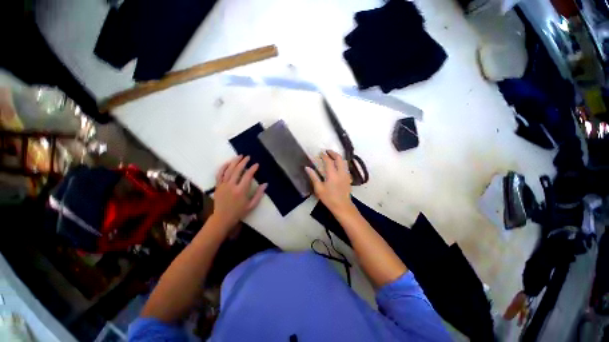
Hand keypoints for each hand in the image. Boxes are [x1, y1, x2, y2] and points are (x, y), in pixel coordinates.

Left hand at [211, 155, 266, 229]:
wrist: (222, 218)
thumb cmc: (239, 212)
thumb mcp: (252, 205)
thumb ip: (259, 194)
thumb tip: (265, 184)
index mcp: (241, 191)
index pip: (247, 176)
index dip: (252, 169)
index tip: (256, 164)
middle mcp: (231, 186)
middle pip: (237, 170)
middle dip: (243, 162)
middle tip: (248, 157)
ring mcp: (223, 185)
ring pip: (228, 170)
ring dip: (234, 162)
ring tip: (239, 156)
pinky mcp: (217, 186)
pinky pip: (219, 174)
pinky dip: (223, 167)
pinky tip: (228, 162)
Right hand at [305, 150, 353, 213]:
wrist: (342, 206)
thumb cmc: (329, 198)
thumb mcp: (319, 189)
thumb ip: (313, 177)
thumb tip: (307, 168)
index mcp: (333, 175)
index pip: (329, 161)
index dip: (324, 156)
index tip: (320, 153)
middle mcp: (341, 172)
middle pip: (339, 158)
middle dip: (333, 153)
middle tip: (327, 151)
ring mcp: (346, 175)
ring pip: (344, 162)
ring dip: (338, 157)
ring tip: (332, 156)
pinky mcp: (349, 178)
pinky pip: (345, 167)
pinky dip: (341, 163)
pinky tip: (337, 165)